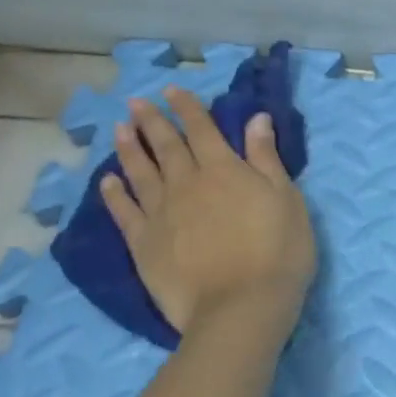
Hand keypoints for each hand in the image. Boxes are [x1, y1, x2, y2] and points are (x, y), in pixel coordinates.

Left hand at [101, 87, 315, 336]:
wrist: (240, 306)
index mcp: (224, 170)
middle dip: (151, 121)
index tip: (172, 90)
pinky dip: (114, 194)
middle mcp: (186, 183)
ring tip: (119, 129)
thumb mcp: (287, 200)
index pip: (202, 130)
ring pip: (139, 172)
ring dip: (128, 148)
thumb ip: (267, 159)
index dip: (187, 108)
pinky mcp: (144, 244)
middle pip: (165, 146)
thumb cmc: (278, 251)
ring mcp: (160, 213)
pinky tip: (108, 181)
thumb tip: (255, 119)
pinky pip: (124, 211)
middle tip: (136, 103)